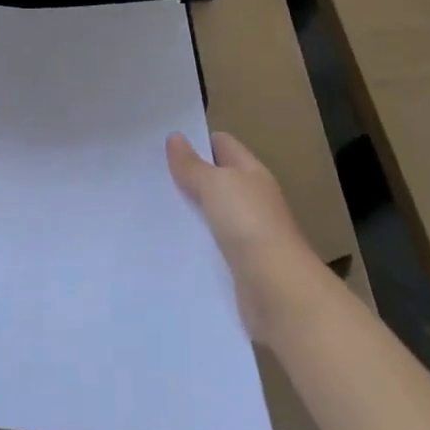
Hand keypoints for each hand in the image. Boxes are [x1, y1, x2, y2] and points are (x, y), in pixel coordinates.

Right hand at [167, 131, 317, 339]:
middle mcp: (252, 199)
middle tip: (150, 174)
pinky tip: (170, 242)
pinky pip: (211, 244)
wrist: (279, 292)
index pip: (222, 144)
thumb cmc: (249, 225)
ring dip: (188, 211)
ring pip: (211, 213)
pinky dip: (194, 242)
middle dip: (186, 176)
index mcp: (251, 173)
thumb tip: (175, 137)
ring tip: (152, 206)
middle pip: (215, 179)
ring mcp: (247, 233)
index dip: (196, 140)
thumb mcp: (215, 185)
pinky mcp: (240, 264)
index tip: (163, 143)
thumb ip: (192, 164)